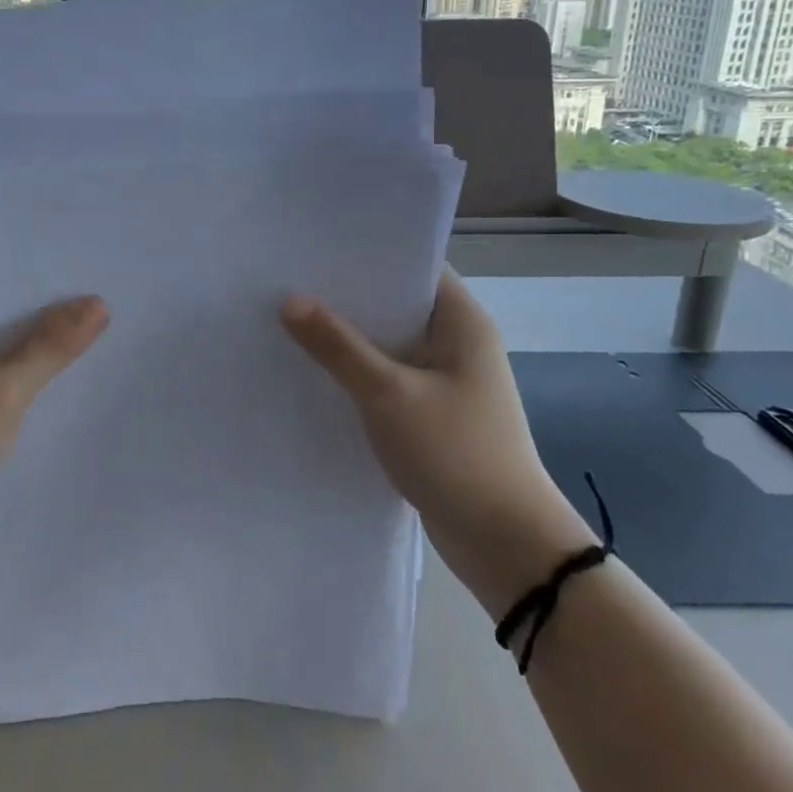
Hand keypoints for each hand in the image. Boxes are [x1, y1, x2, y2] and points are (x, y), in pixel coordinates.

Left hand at [0, 265, 108, 557]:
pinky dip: (16, 365)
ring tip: (88, 315)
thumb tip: (98, 303)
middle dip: (35, 292)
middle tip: (93, 277)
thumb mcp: (0, 389)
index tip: (69, 243)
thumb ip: (50, 345)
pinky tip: (58, 367)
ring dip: (29, 332)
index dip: (19, 249)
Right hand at [281, 268, 592, 615]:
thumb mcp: (388, 394)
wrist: (504, 542)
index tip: (315, 249)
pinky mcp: (432, 414)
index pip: (413, 267)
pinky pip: (389, 379)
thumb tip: (290, 301)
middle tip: (288, 283)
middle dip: (347, 299)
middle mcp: (457, 342)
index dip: (367, 255)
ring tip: (290, 322)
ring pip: (389, 345)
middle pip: (396, 305)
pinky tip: (315, 374)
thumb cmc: (454, 453)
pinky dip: (358, 374)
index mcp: (461, 321)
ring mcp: (446, 380)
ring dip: (349, 340)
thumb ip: (339, 346)